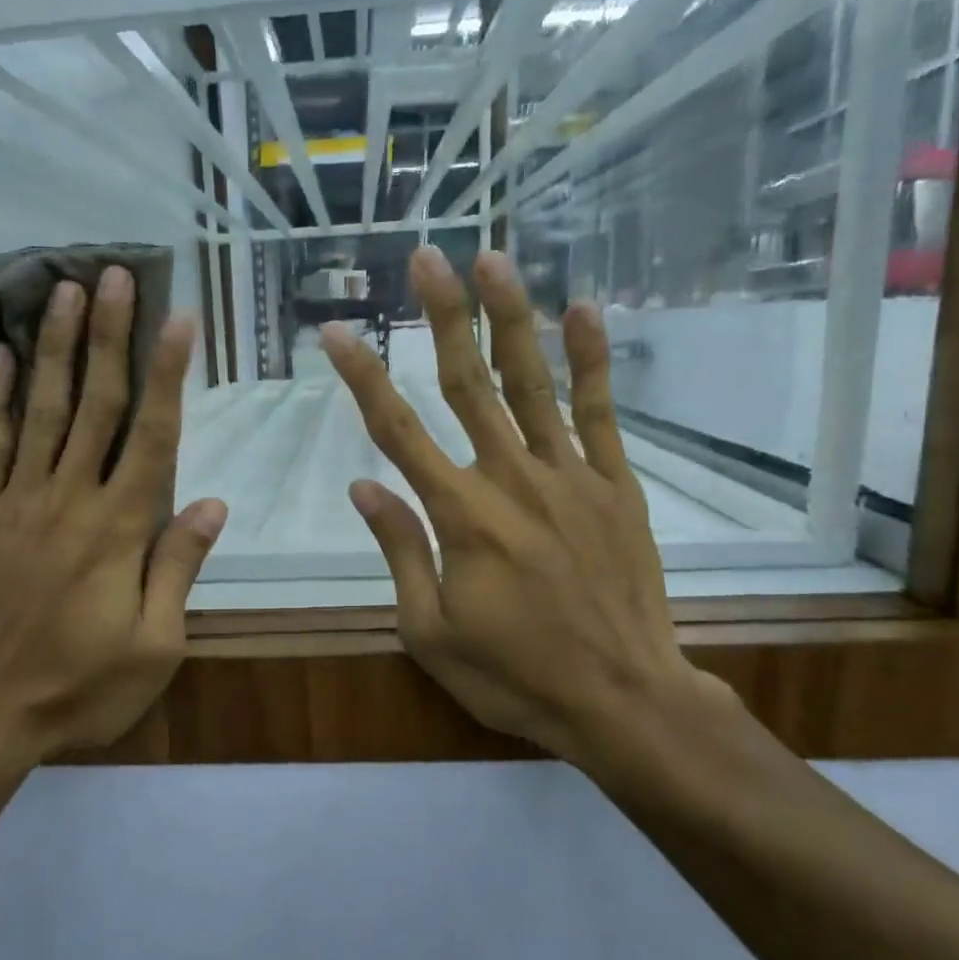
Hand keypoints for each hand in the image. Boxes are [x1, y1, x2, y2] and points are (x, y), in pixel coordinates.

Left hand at [0, 267, 226, 769]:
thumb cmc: (82, 685)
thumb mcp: (155, 645)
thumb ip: (179, 568)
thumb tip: (211, 503)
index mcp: (119, 529)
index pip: (152, 435)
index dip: (168, 374)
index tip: (179, 318)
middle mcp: (69, 499)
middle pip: (95, 404)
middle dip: (109, 336)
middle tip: (114, 276)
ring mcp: (18, 502)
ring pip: (41, 410)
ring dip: (55, 348)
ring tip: (63, 292)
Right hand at [323, 247, 743, 777]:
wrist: (622, 700)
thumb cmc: (515, 675)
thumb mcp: (431, 631)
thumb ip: (400, 550)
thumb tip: (363, 487)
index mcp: (461, 516)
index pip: (397, 431)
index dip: (362, 377)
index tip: (335, 333)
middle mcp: (511, 479)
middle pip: (468, 384)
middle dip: (443, 317)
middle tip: (425, 259)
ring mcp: (570, 477)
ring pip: (532, 383)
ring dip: (510, 318)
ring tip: (492, 260)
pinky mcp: (615, 486)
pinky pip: (599, 413)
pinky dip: (591, 360)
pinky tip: (582, 310)